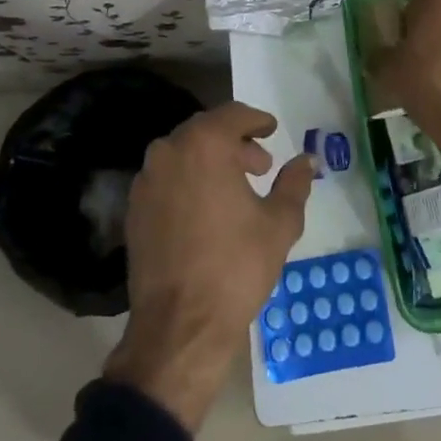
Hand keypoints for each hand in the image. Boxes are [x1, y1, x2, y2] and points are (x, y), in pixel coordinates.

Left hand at [104, 102, 315, 429]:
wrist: (180, 325)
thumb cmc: (236, 266)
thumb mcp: (279, 223)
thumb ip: (294, 183)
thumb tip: (307, 160)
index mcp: (204, 146)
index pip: (232, 114)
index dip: (256, 120)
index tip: (271, 130)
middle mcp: (168, 153)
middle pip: (204, 131)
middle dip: (234, 143)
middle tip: (259, 166)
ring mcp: (145, 182)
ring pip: (182, 155)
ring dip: (210, 162)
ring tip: (235, 190)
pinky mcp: (133, 210)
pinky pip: (166, 180)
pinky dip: (188, 182)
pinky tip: (207, 211)